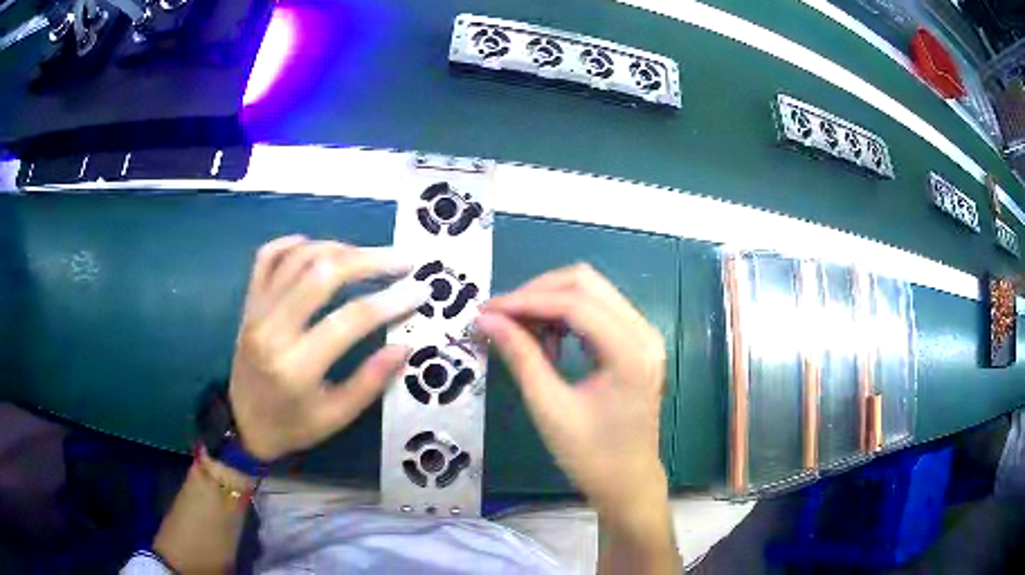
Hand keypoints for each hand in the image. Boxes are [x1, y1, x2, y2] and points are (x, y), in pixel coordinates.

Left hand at [228, 236, 429, 460]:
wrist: (242, 423)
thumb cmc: (292, 425)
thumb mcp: (335, 418)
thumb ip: (369, 382)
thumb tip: (404, 346)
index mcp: (296, 366)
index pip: (349, 320)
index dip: (390, 301)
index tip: (420, 290)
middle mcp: (272, 330)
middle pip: (322, 274)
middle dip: (369, 260)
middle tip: (401, 260)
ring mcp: (256, 311)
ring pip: (298, 258)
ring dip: (338, 248)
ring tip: (368, 255)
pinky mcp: (248, 303)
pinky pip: (266, 258)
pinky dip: (293, 243)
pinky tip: (318, 246)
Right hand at [476, 264, 668, 517]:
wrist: (628, 484)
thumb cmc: (591, 456)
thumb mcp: (550, 408)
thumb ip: (520, 356)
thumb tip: (486, 319)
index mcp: (630, 351)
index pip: (574, 303)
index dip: (525, 301)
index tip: (486, 309)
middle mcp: (644, 332)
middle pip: (585, 282)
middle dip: (537, 293)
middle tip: (500, 316)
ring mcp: (644, 335)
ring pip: (591, 291)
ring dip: (551, 302)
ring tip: (520, 331)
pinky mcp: (637, 343)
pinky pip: (598, 310)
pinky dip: (567, 316)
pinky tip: (547, 341)